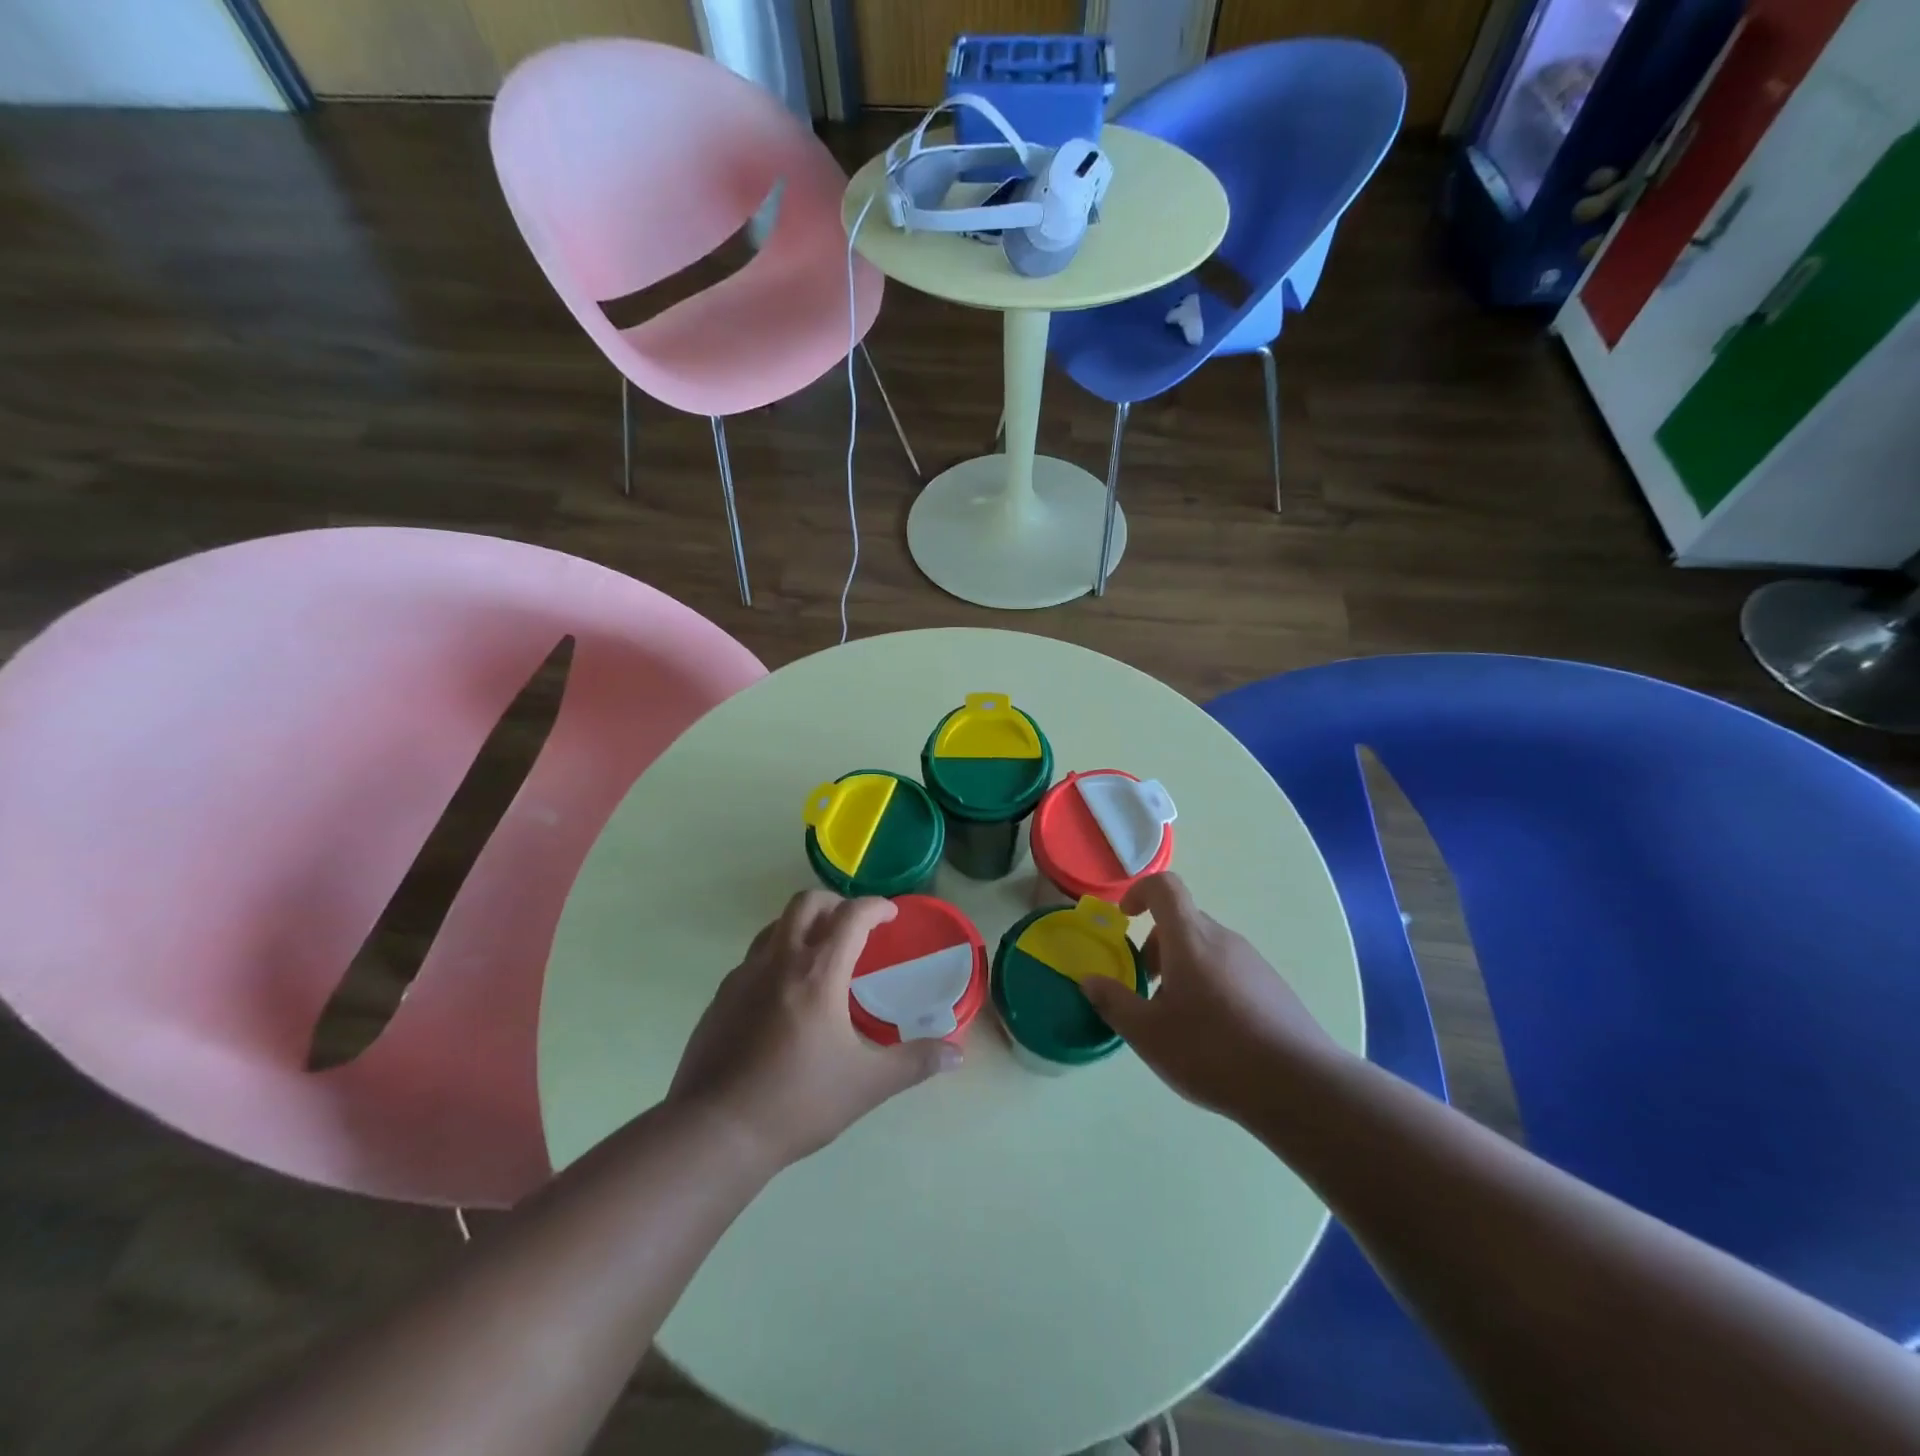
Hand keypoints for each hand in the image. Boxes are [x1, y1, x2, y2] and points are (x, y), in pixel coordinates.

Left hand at [667, 892, 960, 1170]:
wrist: (715, 1132)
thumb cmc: (797, 1102)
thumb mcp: (866, 1084)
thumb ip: (914, 1063)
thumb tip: (956, 1054)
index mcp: (818, 973)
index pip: (851, 916)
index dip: (875, 907)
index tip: (890, 915)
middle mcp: (779, 961)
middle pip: (806, 903)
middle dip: (835, 903)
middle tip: (853, 926)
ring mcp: (743, 976)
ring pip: (775, 926)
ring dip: (802, 925)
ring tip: (820, 954)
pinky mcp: (721, 997)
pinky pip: (753, 958)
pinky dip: (776, 956)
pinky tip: (783, 994)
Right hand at [1079, 872, 1340, 1118]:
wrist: (1300, 1086)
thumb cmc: (1213, 1052)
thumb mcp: (1149, 1034)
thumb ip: (1114, 1002)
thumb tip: (1089, 981)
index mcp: (1190, 939)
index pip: (1164, 887)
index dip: (1139, 892)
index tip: (1124, 918)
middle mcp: (1223, 939)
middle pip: (1183, 921)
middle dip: (1156, 945)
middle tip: (1146, 986)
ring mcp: (1253, 962)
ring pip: (1206, 948)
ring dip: (1182, 968)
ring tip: (1178, 1018)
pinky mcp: (1273, 987)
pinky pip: (1229, 969)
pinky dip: (1209, 984)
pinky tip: (1213, 1034)